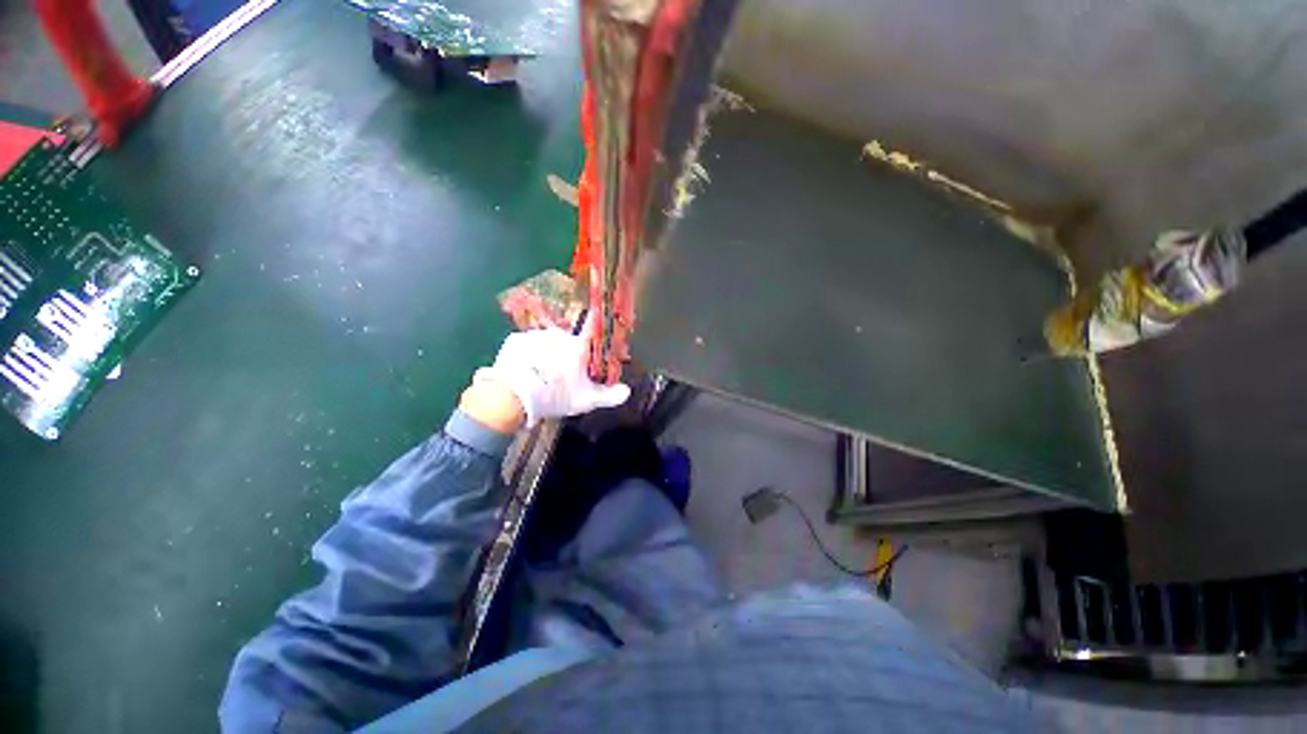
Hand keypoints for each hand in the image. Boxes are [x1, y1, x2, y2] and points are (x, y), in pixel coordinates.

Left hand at [464, 328, 630, 430]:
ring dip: (548, 353)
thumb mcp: (585, 401)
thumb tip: (627, 391)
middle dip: (569, 354)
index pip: (593, 329)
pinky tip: (525, 370)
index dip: (597, 332)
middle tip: (564, 374)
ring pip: (548, 343)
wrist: (510, 396)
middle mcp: (558, 335)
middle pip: (569, 341)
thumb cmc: (554, 396)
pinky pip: (528, 345)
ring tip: (541, 374)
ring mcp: (535, 335)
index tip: (596, 336)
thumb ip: (608, 396)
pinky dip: (529, 355)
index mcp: (577, 346)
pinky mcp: (515, 339)